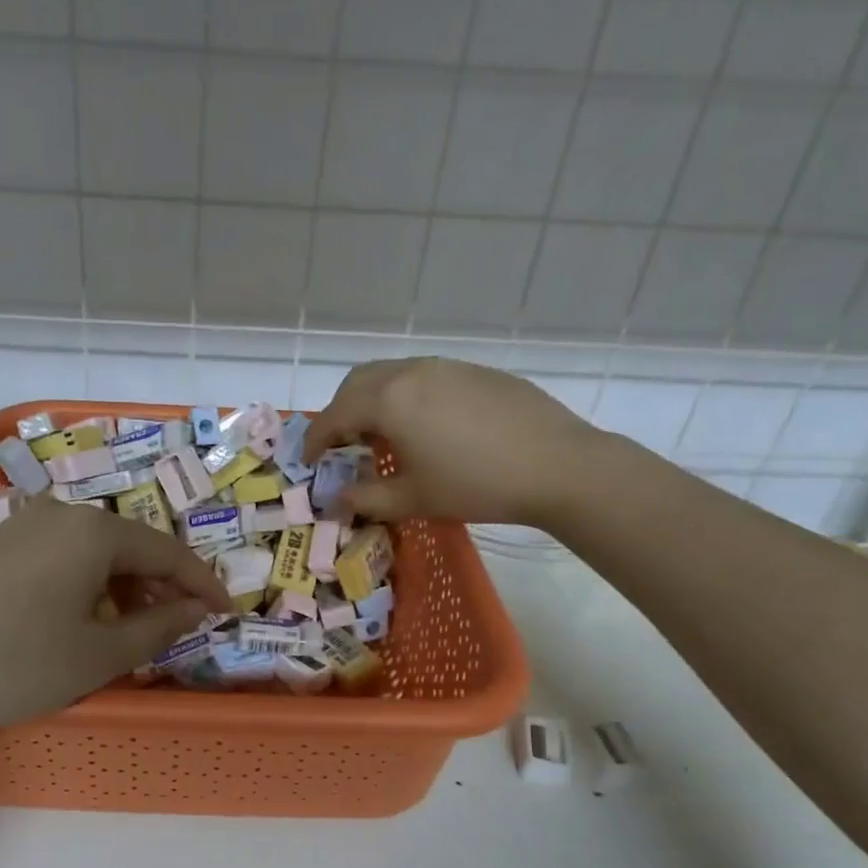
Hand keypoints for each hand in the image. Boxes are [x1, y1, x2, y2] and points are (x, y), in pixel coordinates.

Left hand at [0, 497, 231, 742]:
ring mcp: (17, 528)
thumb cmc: (18, 660)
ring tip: (123, 630)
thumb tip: (195, 609)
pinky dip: (80, 586)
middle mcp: (58, 515)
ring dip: (118, 587)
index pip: (167, 550)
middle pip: (127, 546)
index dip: (201, 582)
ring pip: (88, 553)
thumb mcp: (100, 653)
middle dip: (157, 585)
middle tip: (173, 625)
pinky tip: (70, 621)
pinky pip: (54, 559)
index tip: (223, 611)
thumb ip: (159, 628)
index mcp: (93, 531)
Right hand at [303, 357, 603, 525]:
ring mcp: (446, 366)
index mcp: (388, 400)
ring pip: (391, 374)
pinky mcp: (474, 371)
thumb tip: (335, 501)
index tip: (309, 461)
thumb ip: (365, 499)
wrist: (558, 465)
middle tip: (343, 445)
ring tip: (383, 436)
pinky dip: (406, 397)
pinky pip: (424, 377)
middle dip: (341, 412)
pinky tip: (426, 427)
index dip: (315, 440)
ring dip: (374, 401)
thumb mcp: (413, 499)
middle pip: (357, 383)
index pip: (334, 416)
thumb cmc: (476, 485)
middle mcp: (410, 372)